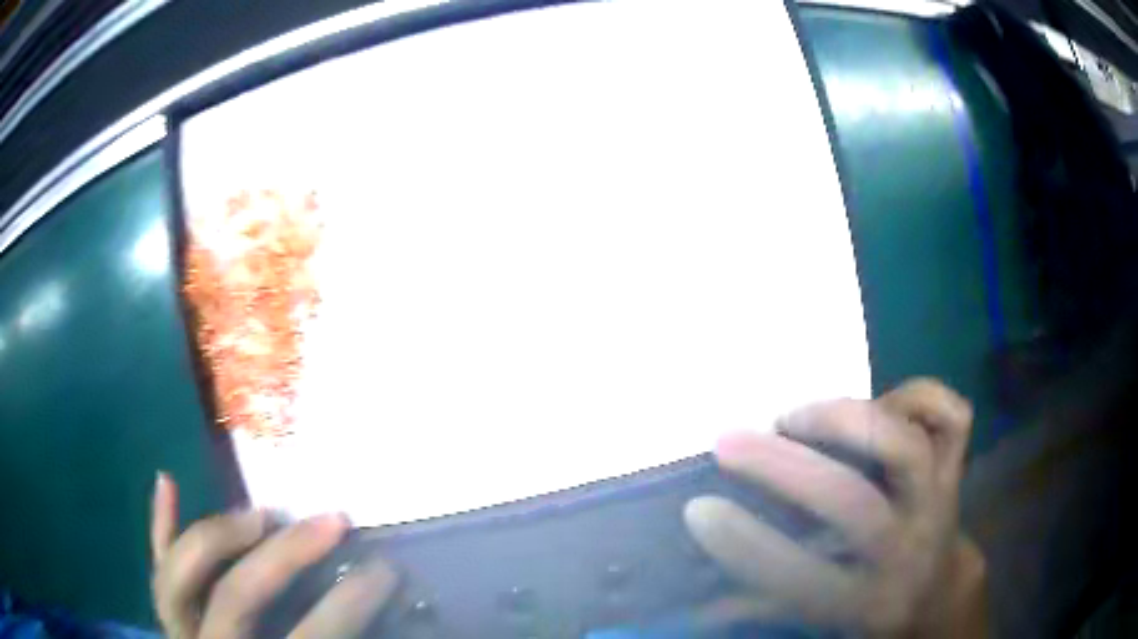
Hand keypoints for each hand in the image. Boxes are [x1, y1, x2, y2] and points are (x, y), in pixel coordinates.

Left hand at [150, 474, 397, 637]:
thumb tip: (399, 623)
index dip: (346, 606)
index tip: (384, 572)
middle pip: (237, 596)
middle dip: (286, 555)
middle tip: (331, 522)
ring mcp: (180, 631)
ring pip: (179, 573)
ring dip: (218, 534)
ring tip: (260, 512)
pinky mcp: (169, 618)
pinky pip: (157, 570)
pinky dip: (159, 526)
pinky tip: (168, 481)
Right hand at [684, 379, 987, 637]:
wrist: (940, 592)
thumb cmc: (870, 608)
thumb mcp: (819, 620)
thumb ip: (761, 607)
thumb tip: (693, 603)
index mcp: (866, 602)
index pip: (802, 578)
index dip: (746, 545)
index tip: (697, 509)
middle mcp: (907, 550)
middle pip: (852, 503)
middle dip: (783, 468)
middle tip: (728, 442)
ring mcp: (940, 501)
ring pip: (905, 447)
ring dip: (845, 421)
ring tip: (796, 418)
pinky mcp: (957, 468)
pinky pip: (953, 416)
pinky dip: (919, 396)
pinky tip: (882, 405)